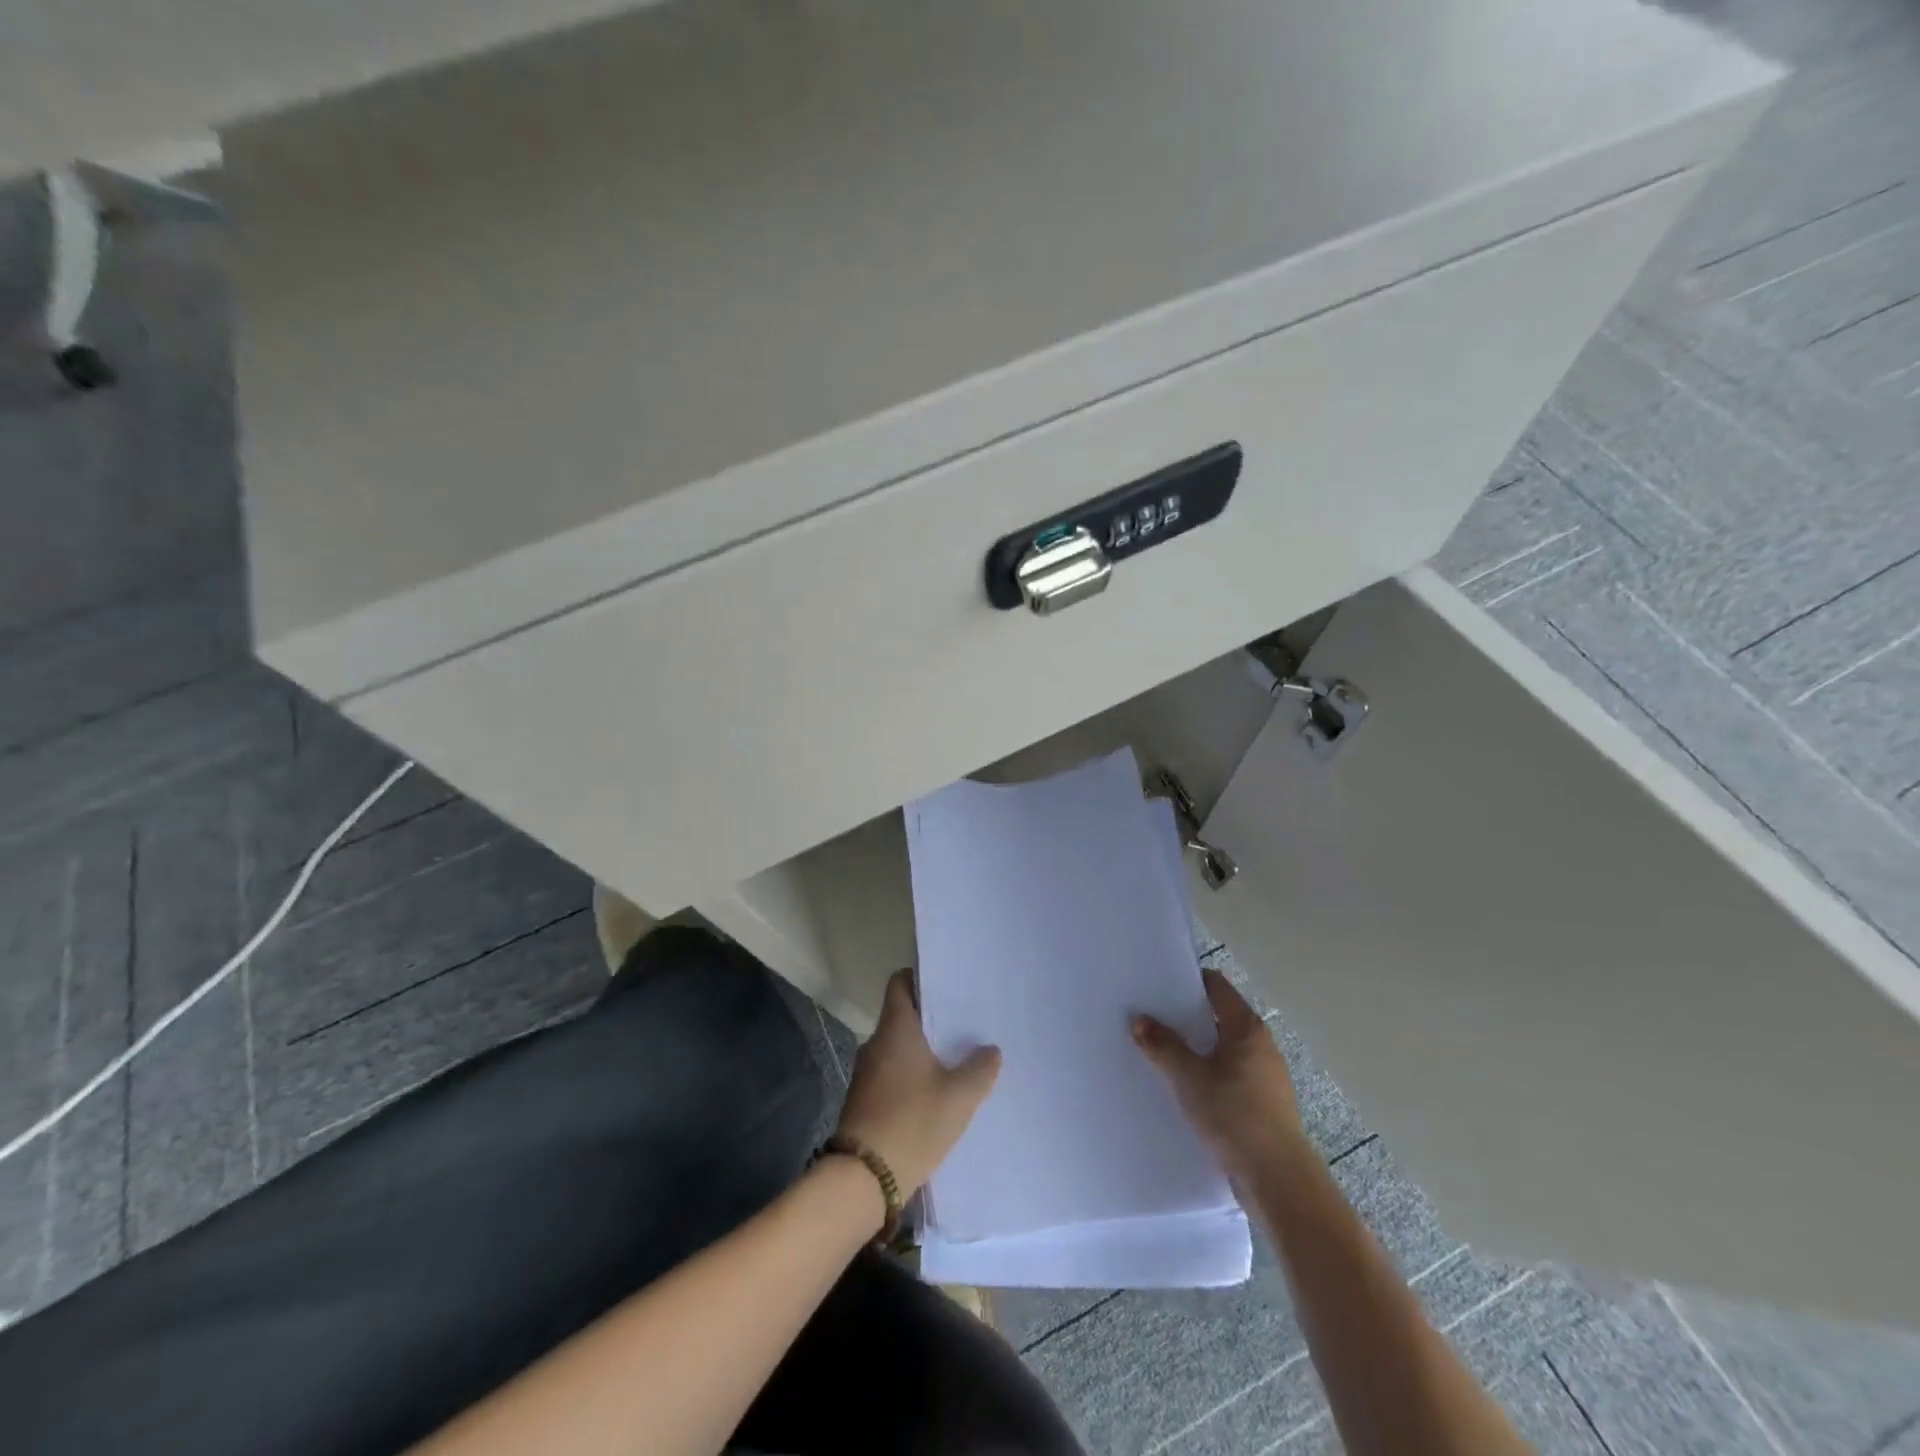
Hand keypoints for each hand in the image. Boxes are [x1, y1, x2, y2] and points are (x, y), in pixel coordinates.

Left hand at [836, 971, 1001, 1196]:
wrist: (862, 1179)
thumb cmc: (912, 1123)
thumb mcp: (959, 1097)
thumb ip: (980, 1069)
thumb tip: (990, 1050)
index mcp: (896, 1028)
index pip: (900, 983)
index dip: (920, 978)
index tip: (946, 986)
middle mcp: (876, 1043)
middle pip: (903, 1016)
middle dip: (930, 1019)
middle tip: (963, 1025)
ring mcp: (866, 1072)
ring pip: (898, 1047)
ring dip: (922, 1051)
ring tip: (955, 1060)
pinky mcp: (864, 1099)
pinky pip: (892, 1073)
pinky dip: (911, 1075)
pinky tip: (935, 1093)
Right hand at [1133, 969, 1306, 1178]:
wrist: (1277, 1180)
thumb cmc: (1234, 1115)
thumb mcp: (1189, 1077)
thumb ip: (1163, 1045)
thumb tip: (1139, 1020)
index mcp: (1246, 1027)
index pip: (1216, 985)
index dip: (1187, 980)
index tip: (1156, 985)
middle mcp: (1260, 1045)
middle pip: (1217, 1016)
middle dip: (1185, 1017)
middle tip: (1150, 1018)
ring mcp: (1264, 1076)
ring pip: (1221, 1049)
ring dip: (1195, 1049)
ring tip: (1160, 1053)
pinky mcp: (1262, 1104)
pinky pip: (1227, 1076)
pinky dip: (1206, 1075)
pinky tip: (1183, 1088)